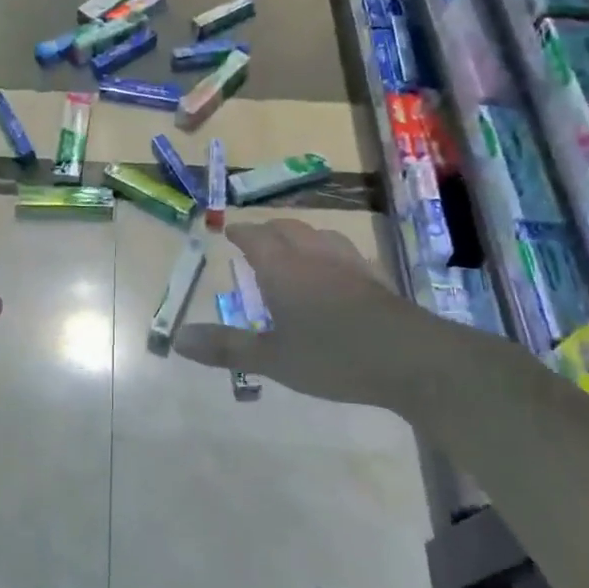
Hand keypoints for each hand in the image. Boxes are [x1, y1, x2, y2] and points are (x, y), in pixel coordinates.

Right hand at [174, 219, 514, 411]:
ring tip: (293, 249)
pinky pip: (344, 252)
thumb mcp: (272, 359)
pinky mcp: (376, 278)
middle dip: (268, 230)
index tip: (229, 231)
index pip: (256, 237)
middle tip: (256, 240)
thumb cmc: (332, 356)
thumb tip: (178, 340)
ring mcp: (349, 264)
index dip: (241, 232)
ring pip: (319, 235)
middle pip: (288, 228)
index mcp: (283, 268)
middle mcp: (314, 255)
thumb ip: (226, 348)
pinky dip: (328, 253)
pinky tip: (335, 273)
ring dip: (300, 236)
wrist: (410, 358)